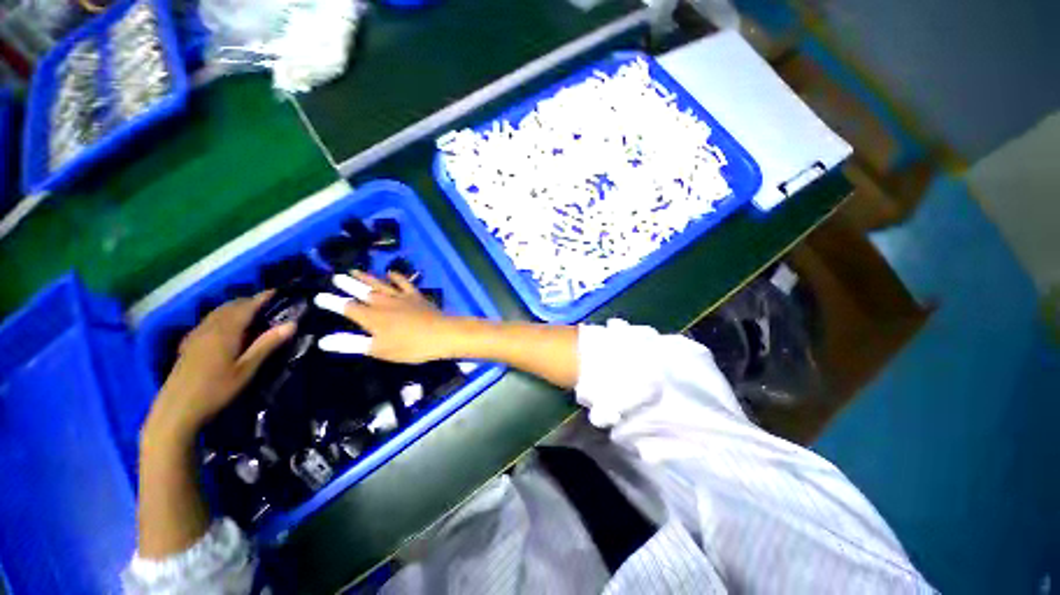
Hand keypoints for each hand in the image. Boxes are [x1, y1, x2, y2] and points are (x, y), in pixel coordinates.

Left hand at [146, 291, 294, 441]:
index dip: (262, 297)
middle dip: (249, 301)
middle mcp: (209, 328)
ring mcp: (196, 335)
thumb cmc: (216, 390)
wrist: (177, 410)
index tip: (278, 291)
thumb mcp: (246, 369)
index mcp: (225, 331)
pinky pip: (208, 321)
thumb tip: (292, 324)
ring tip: (251, 311)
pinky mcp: (189, 344)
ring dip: (235, 307)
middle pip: (230, 306)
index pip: (246, 306)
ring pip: (217, 312)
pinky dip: (222, 316)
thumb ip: (267, 344)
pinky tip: (225, 326)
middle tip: (269, 303)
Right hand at [314, 271, 461, 363]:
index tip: (319, 296)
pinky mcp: (416, 296)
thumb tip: (323, 340)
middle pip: (363, 292)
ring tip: (355, 270)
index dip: (333, 302)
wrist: (442, 334)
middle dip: (348, 285)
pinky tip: (391, 272)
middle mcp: (384, 303)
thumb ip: (351, 344)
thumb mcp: (378, 349)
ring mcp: (401, 298)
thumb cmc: (410, 346)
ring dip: (367, 278)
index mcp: (372, 318)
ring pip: (380, 285)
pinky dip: (397, 277)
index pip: (347, 308)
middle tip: (336, 276)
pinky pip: (404, 283)